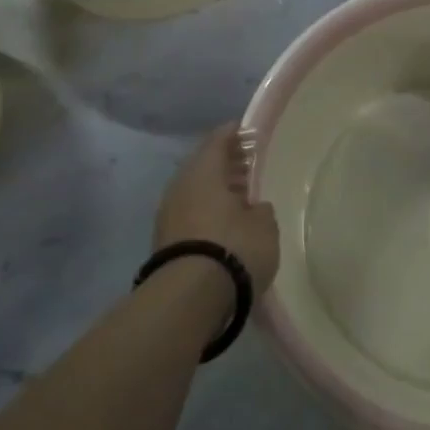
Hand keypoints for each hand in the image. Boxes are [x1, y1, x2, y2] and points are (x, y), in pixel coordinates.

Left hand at [154, 123, 280, 290]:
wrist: (189, 297)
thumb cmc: (234, 248)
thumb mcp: (264, 226)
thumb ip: (261, 210)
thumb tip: (255, 207)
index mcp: (203, 172)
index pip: (218, 141)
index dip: (234, 134)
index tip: (248, 131)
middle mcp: (181, 187)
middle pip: (203, 166)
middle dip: (226, 165)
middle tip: (249, 166)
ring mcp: (168, 215)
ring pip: (195, 192)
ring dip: (217, 192)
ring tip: (242, 198)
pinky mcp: (164, 242)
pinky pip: (190, 215)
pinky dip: (208, 213)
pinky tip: (226, 224)